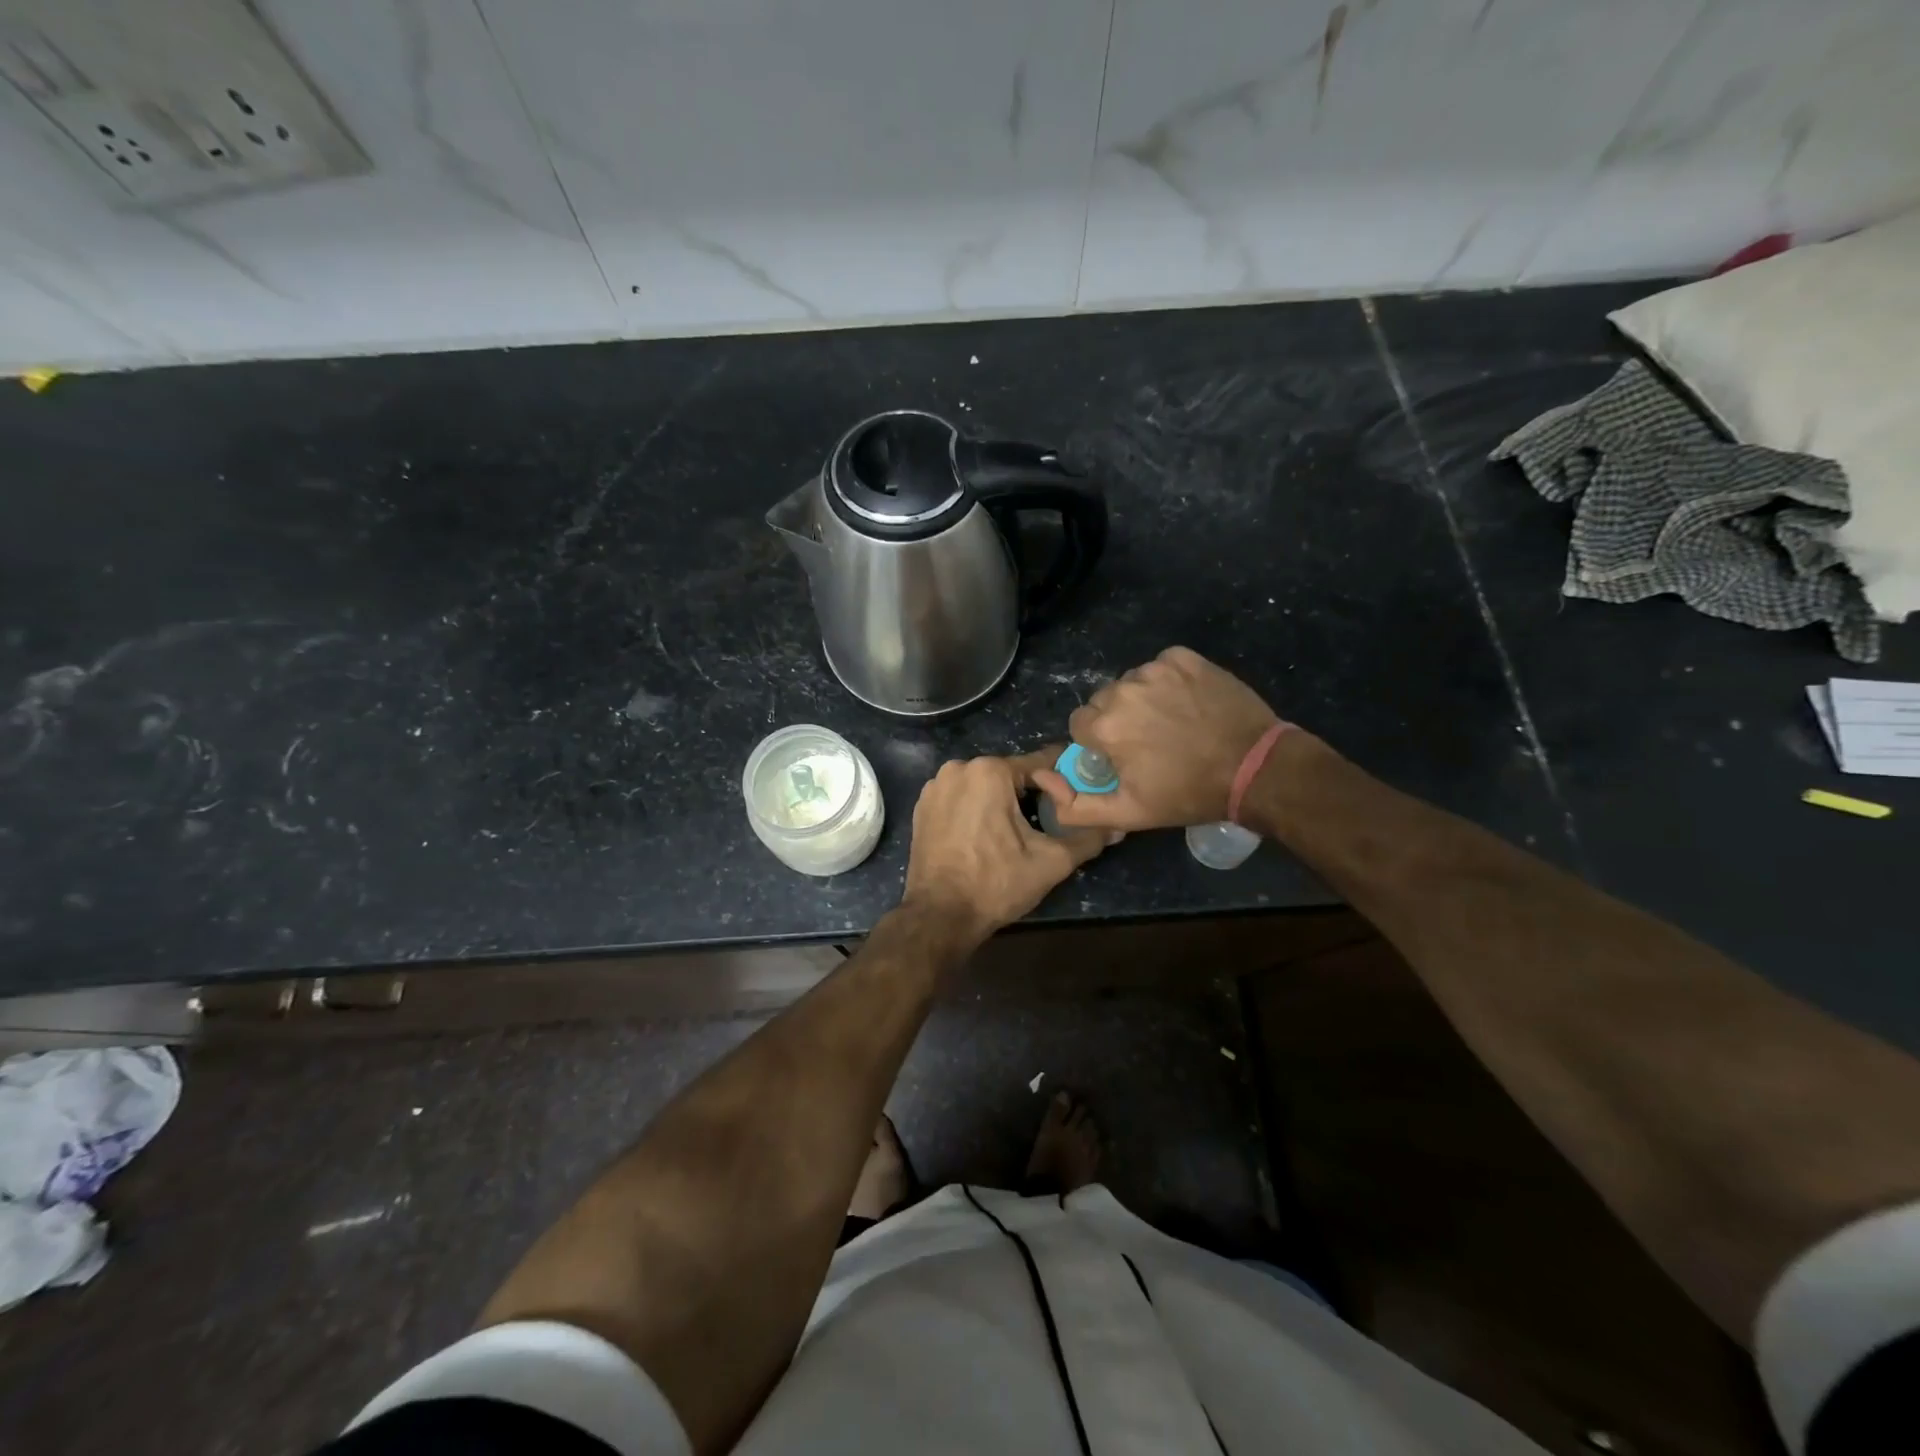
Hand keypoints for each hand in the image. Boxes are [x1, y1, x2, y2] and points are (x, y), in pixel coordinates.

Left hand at [901, 750, 1111, 946]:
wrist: (939, 915)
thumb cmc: (996, 883)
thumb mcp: (1050, 862)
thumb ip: (1087, 839)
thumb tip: (1117, 828)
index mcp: (989, 771)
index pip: (1039, 764)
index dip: (1061, 783)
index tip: (1075, 800)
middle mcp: (958, 769)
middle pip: (1009, 775)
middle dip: (1030, 795)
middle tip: (1047, 824)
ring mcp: (935, 787)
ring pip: (983, 787)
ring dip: (1001, 803)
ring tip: (1017, 834)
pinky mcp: (922, 807)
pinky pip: (960, 799)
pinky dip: (976, 811)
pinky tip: (986, 837)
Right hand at [1037, 647, 1282, 831]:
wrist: (1255, 768)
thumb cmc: (1187, 794)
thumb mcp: (1128, 814)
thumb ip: (1075, 806)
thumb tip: (1042, 779)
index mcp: (1104, 725)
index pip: (1080, 725)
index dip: (1099, 744)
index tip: (1124, 758)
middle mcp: (1123, 689)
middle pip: (1104, 701)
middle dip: (1118, 721)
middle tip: (1151, 744)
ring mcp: (1156, 669)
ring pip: (1131, 683)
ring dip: (1142, 700)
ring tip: (1173, 724)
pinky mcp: (1184, 658)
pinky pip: (1160, 666)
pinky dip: (1167, 682)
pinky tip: (1187, 703)